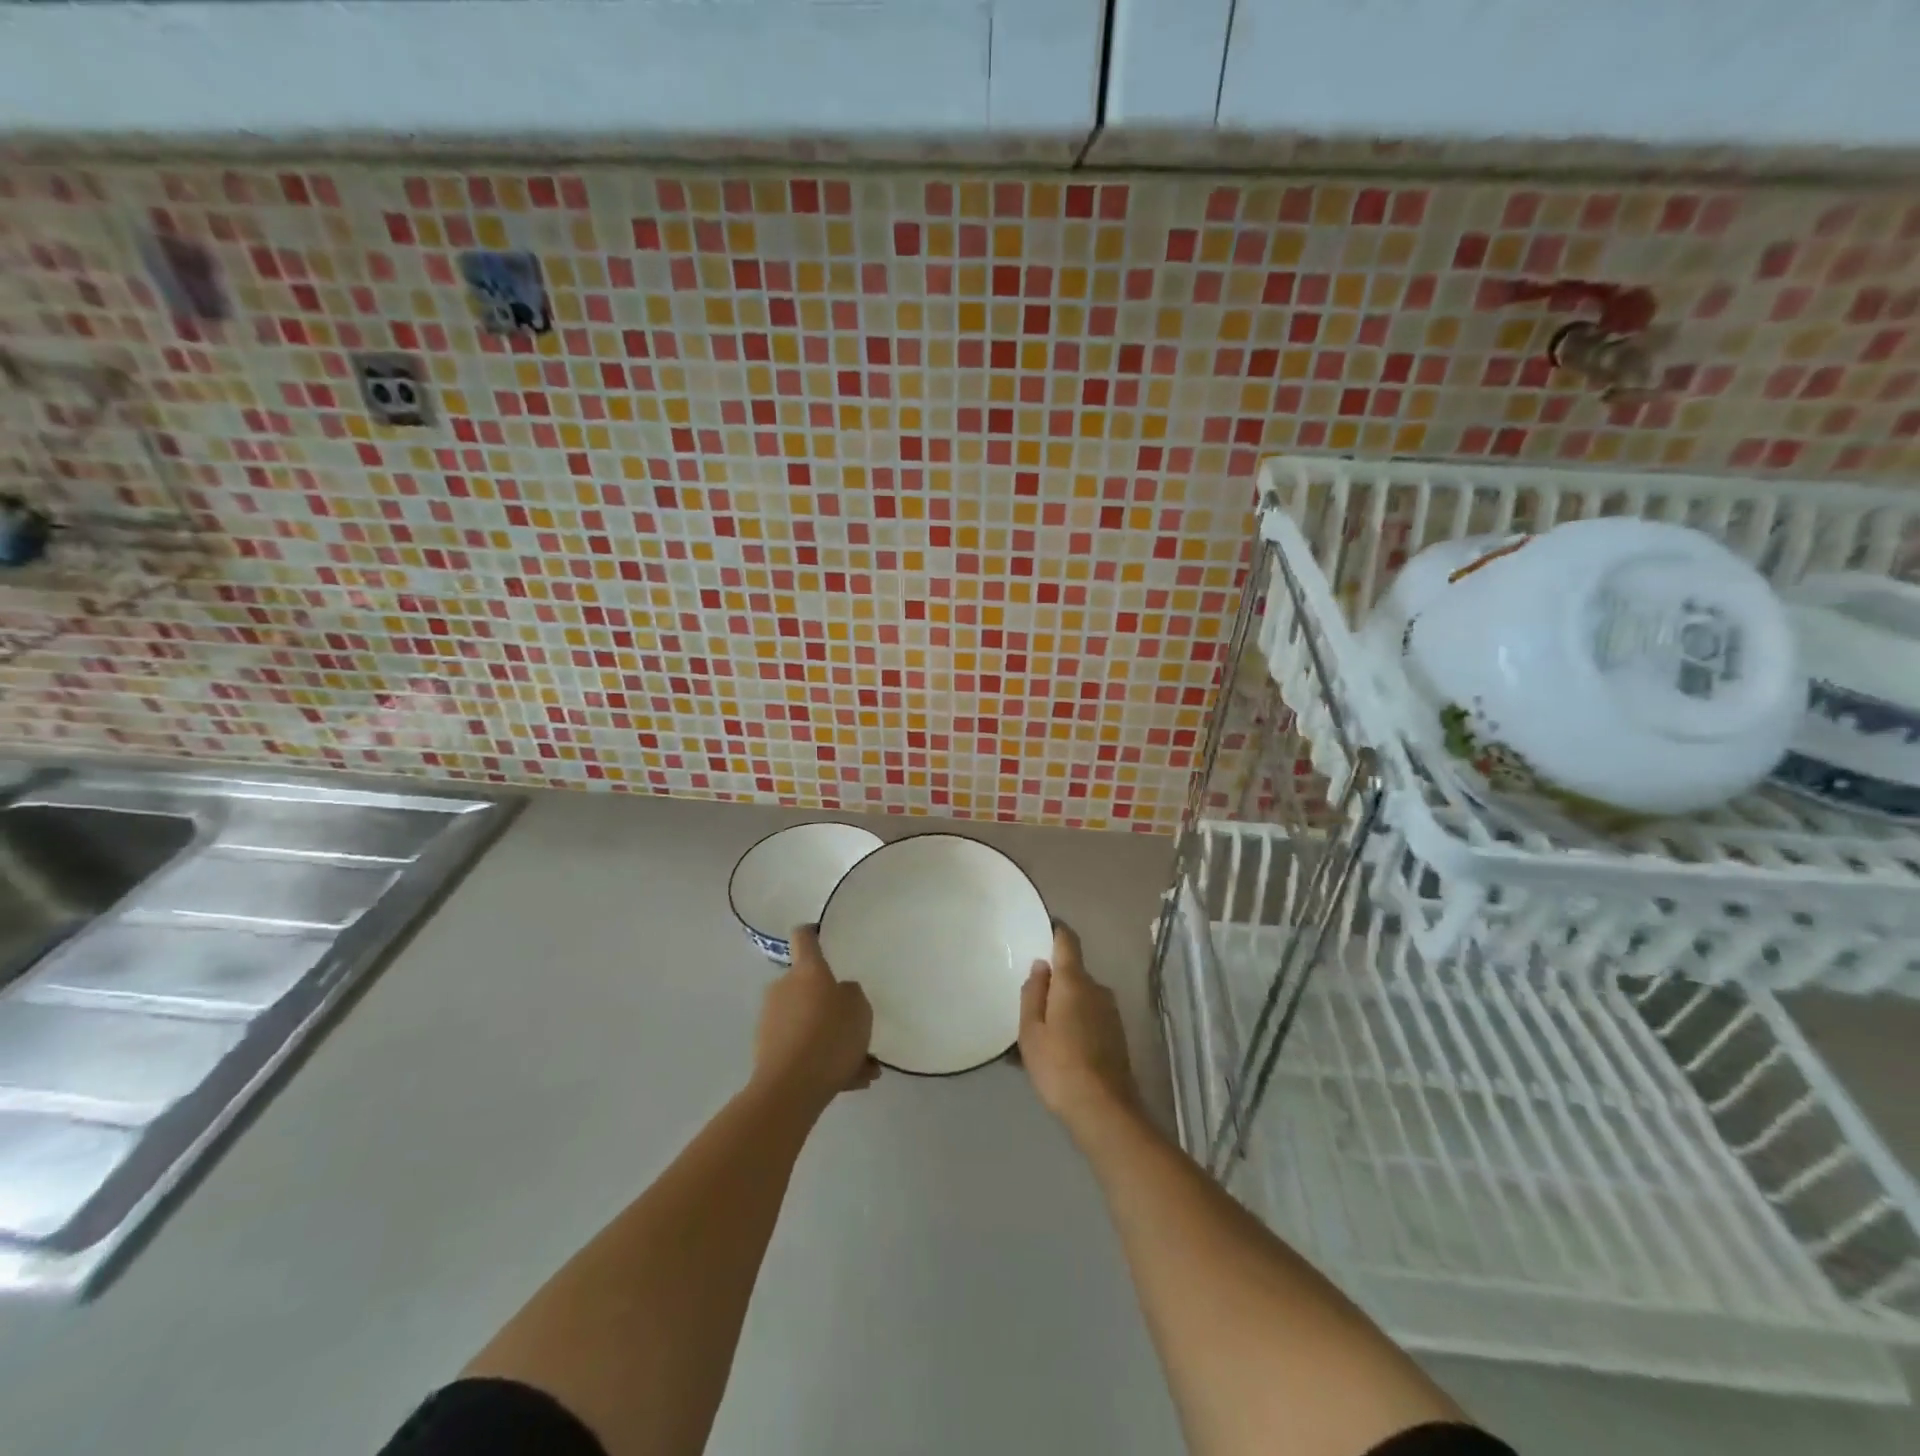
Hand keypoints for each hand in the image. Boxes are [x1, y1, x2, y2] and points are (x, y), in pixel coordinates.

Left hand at [752, 926, 877, 1110]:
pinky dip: (821, 1061)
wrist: (790, 1088)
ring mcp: (772, 1020)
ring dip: (830, 1039)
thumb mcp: (859, 1009)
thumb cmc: (829, 1036)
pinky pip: (801, 1049)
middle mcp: (784, 989)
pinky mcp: (767, 1051)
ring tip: (862, 1066)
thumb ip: (852, 995)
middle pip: (808, 987)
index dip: (813, 933)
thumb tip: (840, 993)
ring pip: (808, 1023)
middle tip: (856, 1027)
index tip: (820, 934)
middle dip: (830, 1006)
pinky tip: (850, 1082)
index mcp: (807, 971)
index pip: (804, 937)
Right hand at [1018, 923, 1137, 1133]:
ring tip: (1042, 1034)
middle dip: (1053, 982)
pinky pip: (1091, 1017)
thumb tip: (1041, 967)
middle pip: (1073, 974)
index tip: (1042, 929)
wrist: (1105, 1111)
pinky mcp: (1118, 1035)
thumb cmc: (1059, 1066)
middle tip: (1029, 1004)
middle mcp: (1097, 989)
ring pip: (1082, 998)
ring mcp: (1111, 1012)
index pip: (1068, 941)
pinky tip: (1060, 1050)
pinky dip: (1075, 1024)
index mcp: (1074, 982)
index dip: (1056, 931)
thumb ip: (1033, 994)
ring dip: (1064, 1007)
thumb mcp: (1030, 1032)